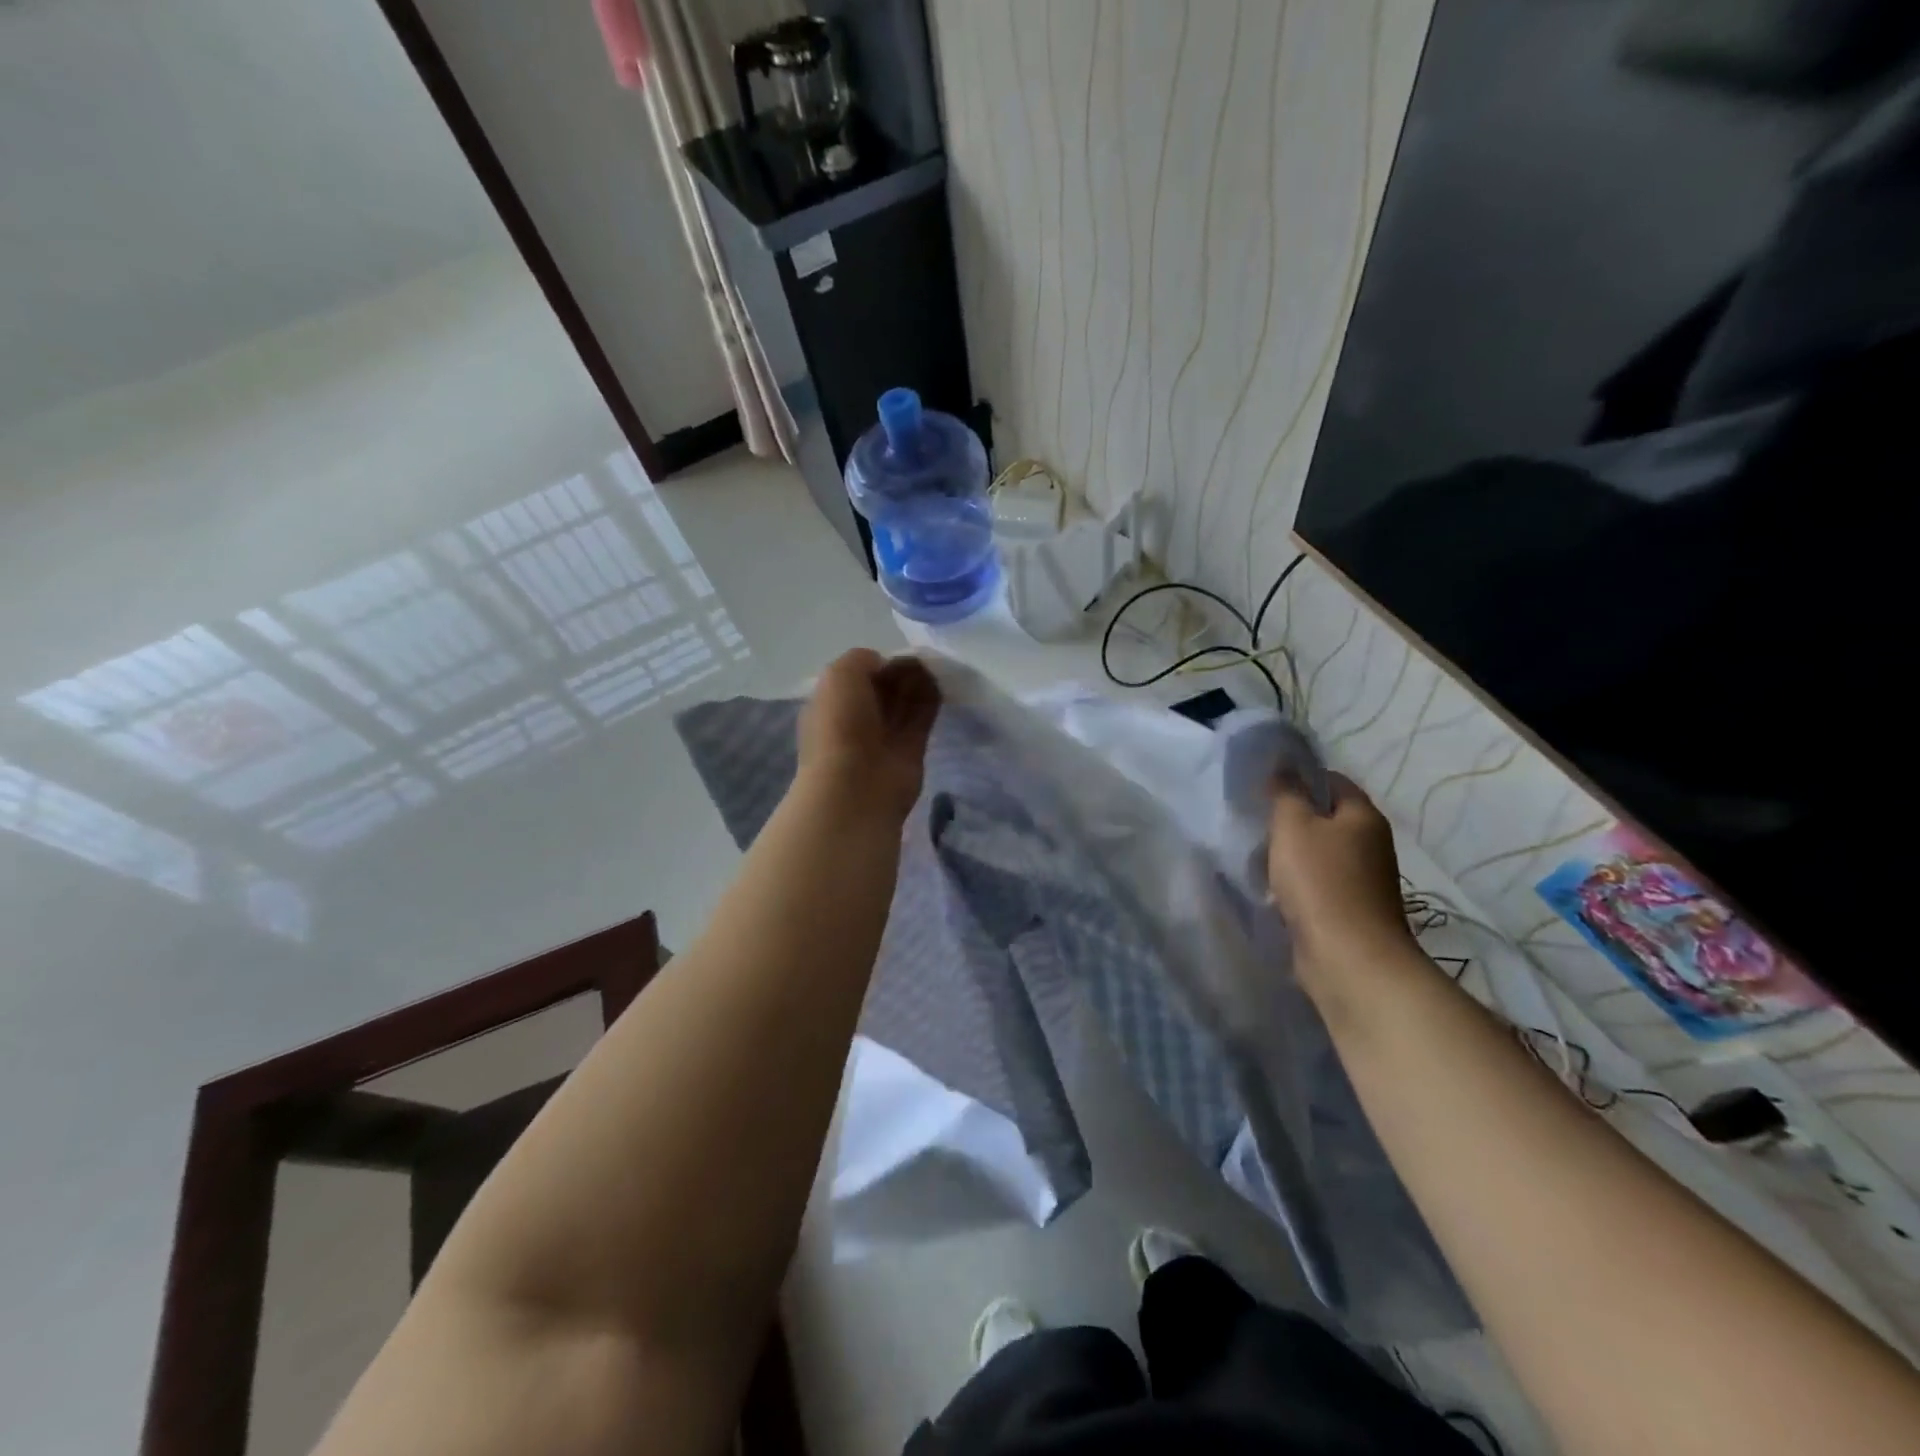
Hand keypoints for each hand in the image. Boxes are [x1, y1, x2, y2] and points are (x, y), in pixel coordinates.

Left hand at [797, 648, 939, 822]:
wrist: (857, 786)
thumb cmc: (840, 726)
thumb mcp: (839, 676)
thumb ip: (860, 660)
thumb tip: (882, 663)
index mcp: (830, 703)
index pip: (856, 677)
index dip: (876, 663)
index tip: (896, 654)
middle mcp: (855, 719)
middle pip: (883, 688)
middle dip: (900, 672)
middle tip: (922, 657)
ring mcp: (883, 736)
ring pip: (903, 702)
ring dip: (918, 683)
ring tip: (936, 664)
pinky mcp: (910, 749)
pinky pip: (922, 717)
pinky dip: (931, 699)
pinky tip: (942, 681)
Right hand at [1267, 772, 1416, 985]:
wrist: (1348, 957)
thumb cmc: (1320, 881)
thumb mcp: (1293, 825)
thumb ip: (1285, 792)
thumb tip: (1283, 766)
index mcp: (1363, 816)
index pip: (1331, 780)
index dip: (1299, 778)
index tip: (1264, 788)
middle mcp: (1371, 844)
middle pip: (1326, 819)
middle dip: (1292, 820)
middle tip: (1256, 823)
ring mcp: (1365, 880)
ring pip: (1321, 854)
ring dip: (1292, 856)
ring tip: (1259, 859)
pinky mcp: (1352, 910)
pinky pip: (1320, 885)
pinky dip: (1298, 885)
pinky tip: (1275, 891)